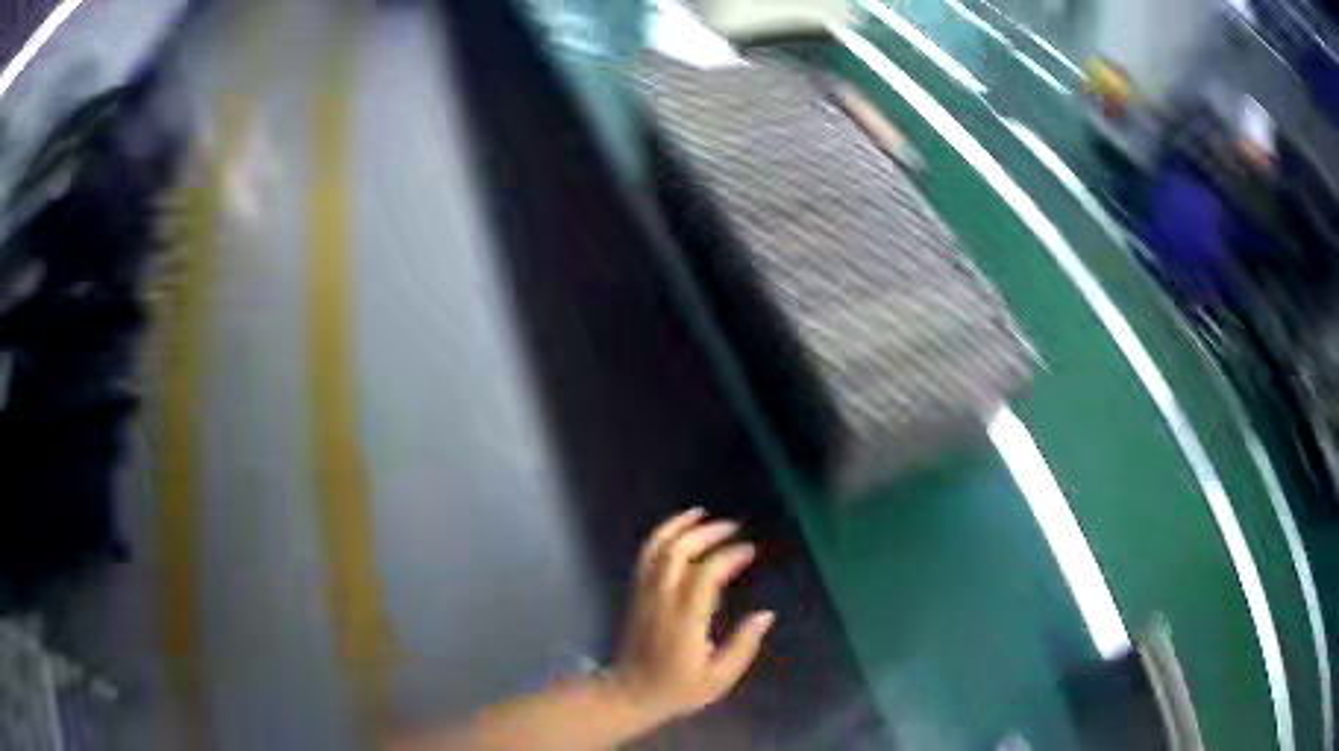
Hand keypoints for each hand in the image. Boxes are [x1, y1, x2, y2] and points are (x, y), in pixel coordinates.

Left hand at [606, 508, 775, 724]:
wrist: (629, 694)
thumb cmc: (677, 689)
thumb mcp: (719, 678)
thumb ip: (743, 645)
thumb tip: (766, 615)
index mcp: (684, 620)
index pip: (705, 575)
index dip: (728, 557)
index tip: (749, 551)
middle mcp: (661, 600)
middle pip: (678, 552)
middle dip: (706, 533)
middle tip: (732, 526)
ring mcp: (644, 594)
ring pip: (655, 549)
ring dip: (678, 526)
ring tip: (700, 513)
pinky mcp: (635, 595)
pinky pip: (645, 557)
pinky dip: (661, 537)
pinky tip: (678, 532)